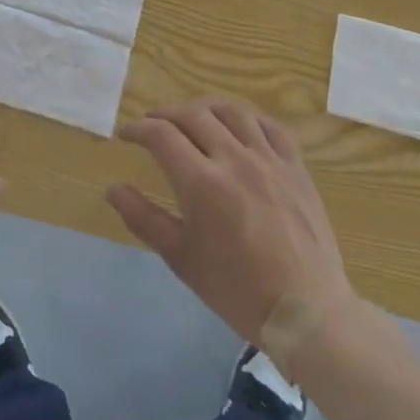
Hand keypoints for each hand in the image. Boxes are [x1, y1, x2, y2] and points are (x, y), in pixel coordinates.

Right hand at [106, 96, 356, 350]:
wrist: (306, 312)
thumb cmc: (237, 289)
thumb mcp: (181, 259)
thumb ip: (144, 219)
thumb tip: (113, 189)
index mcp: (202, 183)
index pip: (161, 135)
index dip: (138, 129)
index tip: (126, 134)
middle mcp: (235, 160)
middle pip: (193, 115)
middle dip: (166, 114)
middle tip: (152, 124)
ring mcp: (269, 161)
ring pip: (232, 112)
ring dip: (205, 108)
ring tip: (192, 117)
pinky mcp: (296, 169)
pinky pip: (272, 127)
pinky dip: (249, 118)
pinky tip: (240, 126)